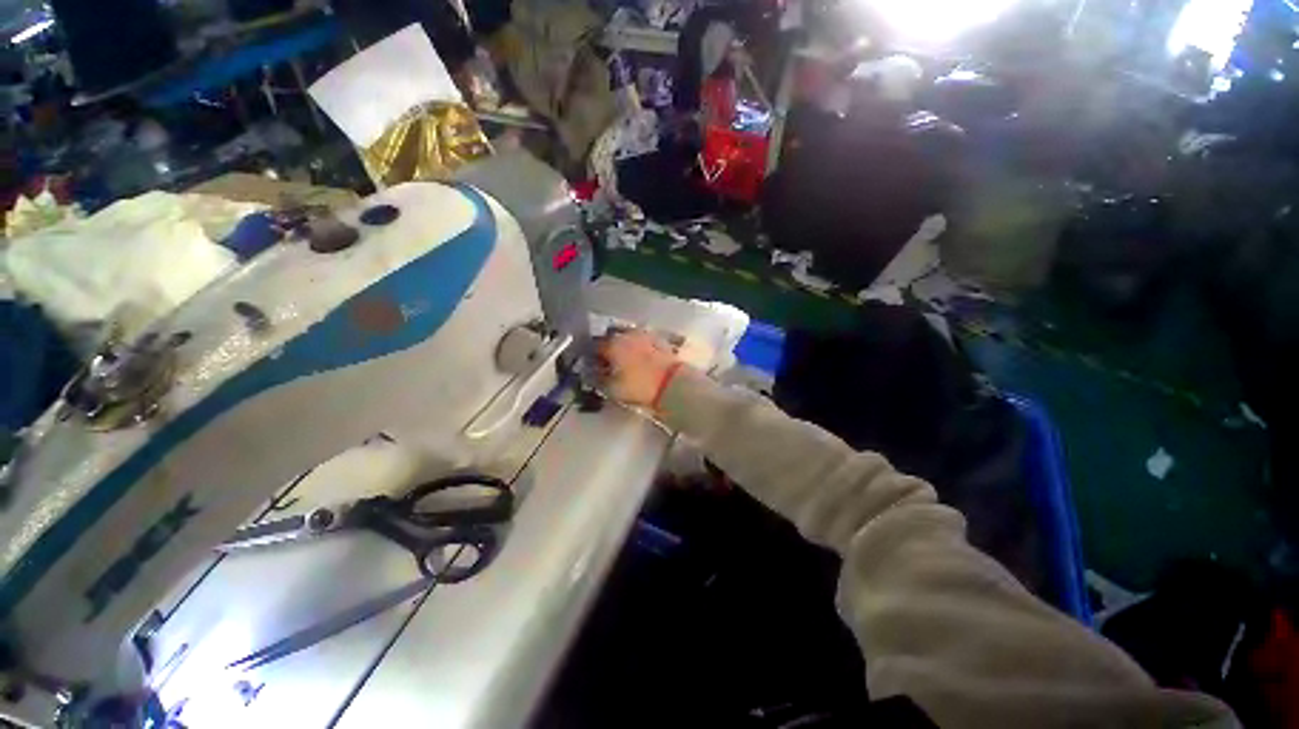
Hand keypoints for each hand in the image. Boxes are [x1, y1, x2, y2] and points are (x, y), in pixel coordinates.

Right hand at [597, 330, 685, 407]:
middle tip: (611, 364)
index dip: (594, 358)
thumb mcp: (613, 389)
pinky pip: (645, 342)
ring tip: (627, 362)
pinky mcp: (660, 340)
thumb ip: (600, 380)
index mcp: (612, 344)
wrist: (672, 384)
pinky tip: (643, 359)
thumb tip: (595, 375)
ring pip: (630, 338)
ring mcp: (645, 335)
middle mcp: (627, 335)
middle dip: (611, 350)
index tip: (595, 367)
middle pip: (613, 340)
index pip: (596, 347)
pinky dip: (641, 348)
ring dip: (627, 347)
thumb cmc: (638, 386)